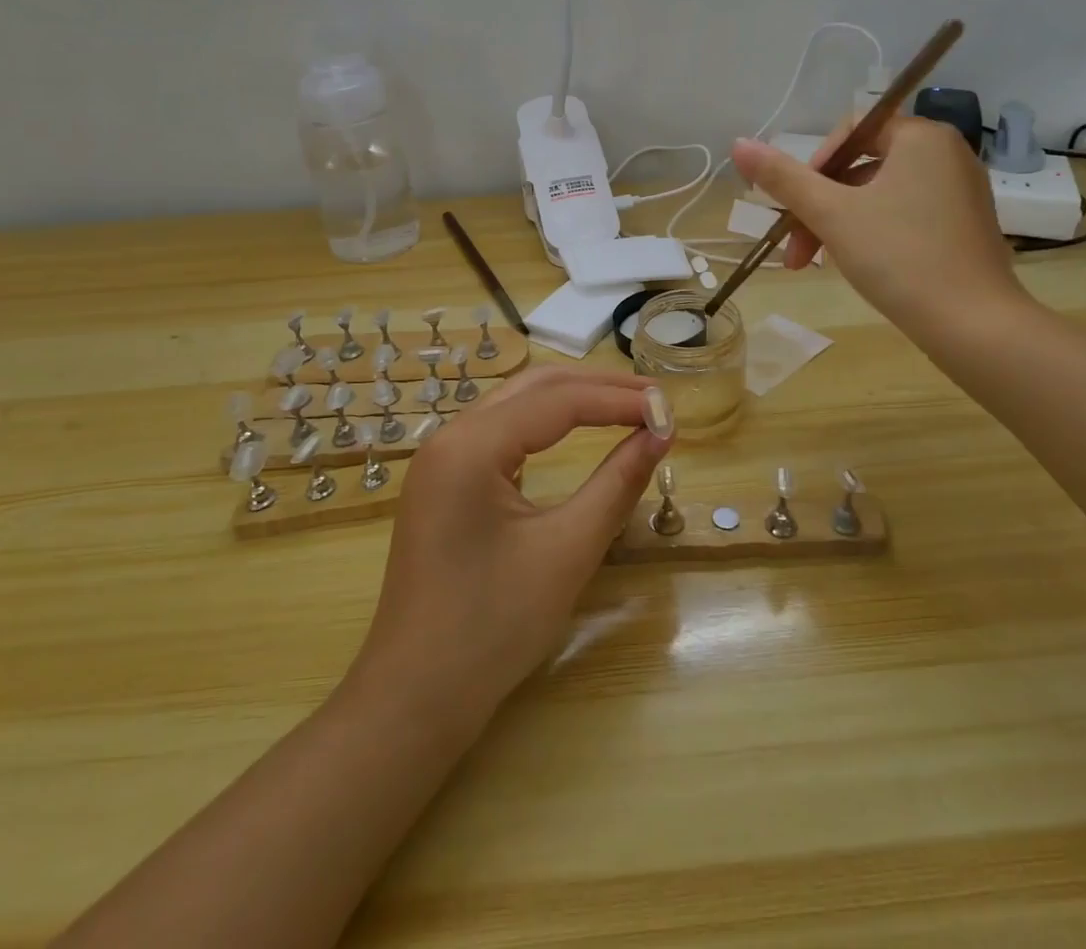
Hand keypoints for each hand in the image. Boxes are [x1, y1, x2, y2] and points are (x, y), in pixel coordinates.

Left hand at [348, 367, 674, 730]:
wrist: (415, 698)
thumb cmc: (493, 627)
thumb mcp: (568, 550)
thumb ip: (618, 483)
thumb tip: (660, 434)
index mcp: (470, 445)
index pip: (559, 401)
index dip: (620, 401)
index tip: (670, 412)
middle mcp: (450, 436)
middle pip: (535, 387)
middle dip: (598, 388)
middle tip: (654, 400)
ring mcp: (441, 458)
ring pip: (516, 404)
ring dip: (572, 400)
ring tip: (626, 407)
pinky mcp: (444, 481)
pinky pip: (501, 431)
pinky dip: (545, 424)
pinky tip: (575, 432)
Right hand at [731, 118, 1028, 340]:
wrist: (973, 325)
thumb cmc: (899, 256)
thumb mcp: (831, 214)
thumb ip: (783, 178)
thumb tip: (738, 143)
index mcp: (922, 137)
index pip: (852, 130)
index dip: (815, 165)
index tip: (797, 204)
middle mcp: (947, 154)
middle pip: (862, 166)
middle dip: (820, 206)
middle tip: (797, 251)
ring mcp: (959, 192)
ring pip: (879, 195)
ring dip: (839, 224)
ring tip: (817, 265)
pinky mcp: (963, 226)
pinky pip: (905, 214)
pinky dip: (873, 233)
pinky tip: (856, 266)